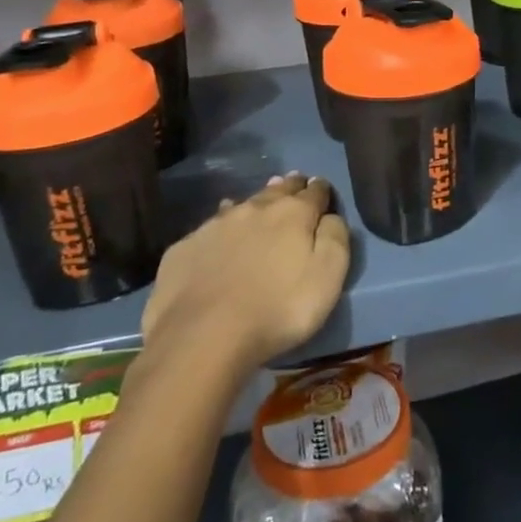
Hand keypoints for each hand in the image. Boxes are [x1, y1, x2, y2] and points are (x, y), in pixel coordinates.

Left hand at [137, 174, 350, 379]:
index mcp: (293, 213)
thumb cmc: (278, 309)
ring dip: (256, 203)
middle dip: (290, 187)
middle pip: (278, 190)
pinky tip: (219, 235)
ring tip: (260, 203)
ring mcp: (216, 225)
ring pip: (243, 204)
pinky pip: (210, 228)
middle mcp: (255, 209)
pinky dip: (221, 228)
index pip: (314, 192)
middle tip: (295, 184)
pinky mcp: (185, 247)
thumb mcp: (328, 277)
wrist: (201, 337)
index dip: (321, 190)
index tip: (322, 190)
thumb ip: (335, 238)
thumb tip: (331, 216)